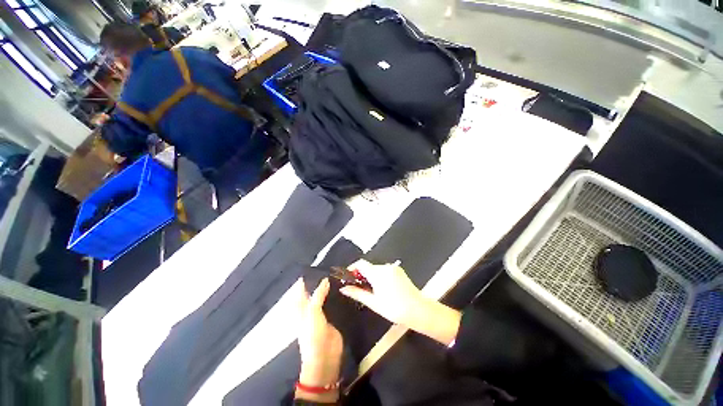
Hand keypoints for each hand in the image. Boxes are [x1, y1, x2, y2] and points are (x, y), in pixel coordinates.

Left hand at [295, 278, 342, 402]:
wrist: (324, 356)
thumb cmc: (313, 333)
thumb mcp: (313, 311)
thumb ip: (318, 295)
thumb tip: (325, 279)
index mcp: (301, 307)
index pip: (301, 289)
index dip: (305, 279)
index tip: (314, 267)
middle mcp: (310, 308)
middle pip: (314, 291)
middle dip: (320, 281)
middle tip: (330, 269)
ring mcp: (321, 312)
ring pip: (324, 296)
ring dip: (329, 288)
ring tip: (338, 275)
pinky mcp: (332, 316)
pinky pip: (333, 303)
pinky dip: (337, 296)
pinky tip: (343, 288)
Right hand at [339, 260, 460, 345]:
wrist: (419, 310)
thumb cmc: (395, 309)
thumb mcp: (374, 303)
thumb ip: (357, 293)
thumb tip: (344, 289)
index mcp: (378, 273)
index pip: (361, 263)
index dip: (352, 268)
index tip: (348, 277)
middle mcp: (385, 267)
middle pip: (369, 267)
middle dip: (362, 275)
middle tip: (359, 288)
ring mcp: (393, 268)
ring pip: (376, 269)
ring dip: (371, 277)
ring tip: (371, 292)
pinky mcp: (399, 271)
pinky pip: (385, 271)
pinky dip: (380, 277)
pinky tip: (383, 289)